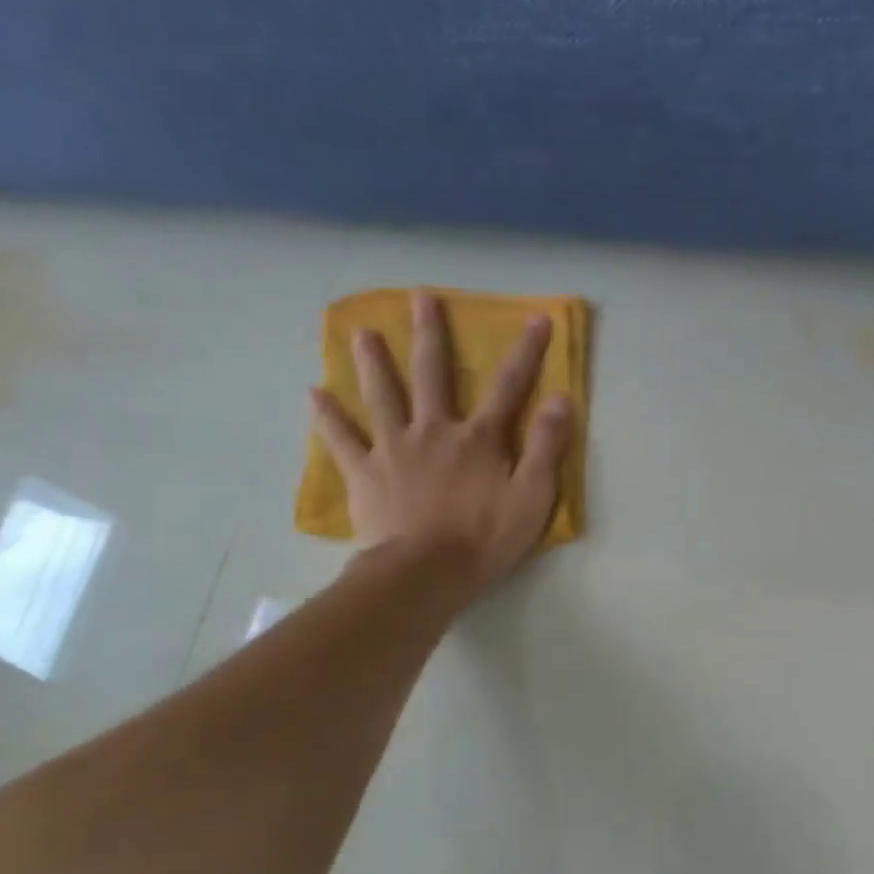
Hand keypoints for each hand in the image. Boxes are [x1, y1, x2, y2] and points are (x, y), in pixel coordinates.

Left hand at [307, 288, 571, 595]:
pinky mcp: (364, 473)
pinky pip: (342, 439)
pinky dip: (327, 416)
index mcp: (478, 438)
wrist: (424, 574)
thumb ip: (545, 447)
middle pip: (432, 374)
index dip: (527, 352)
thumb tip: (560, 399)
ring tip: (361, 332)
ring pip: (381, 395)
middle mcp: (434, 430)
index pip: (509, 386)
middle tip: (420, 298)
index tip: (537, 318)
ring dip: (373, 362)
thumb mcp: (532, 497)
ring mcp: (394, 449)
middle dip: (430, 334)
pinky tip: (313, 394)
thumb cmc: (484, 539)